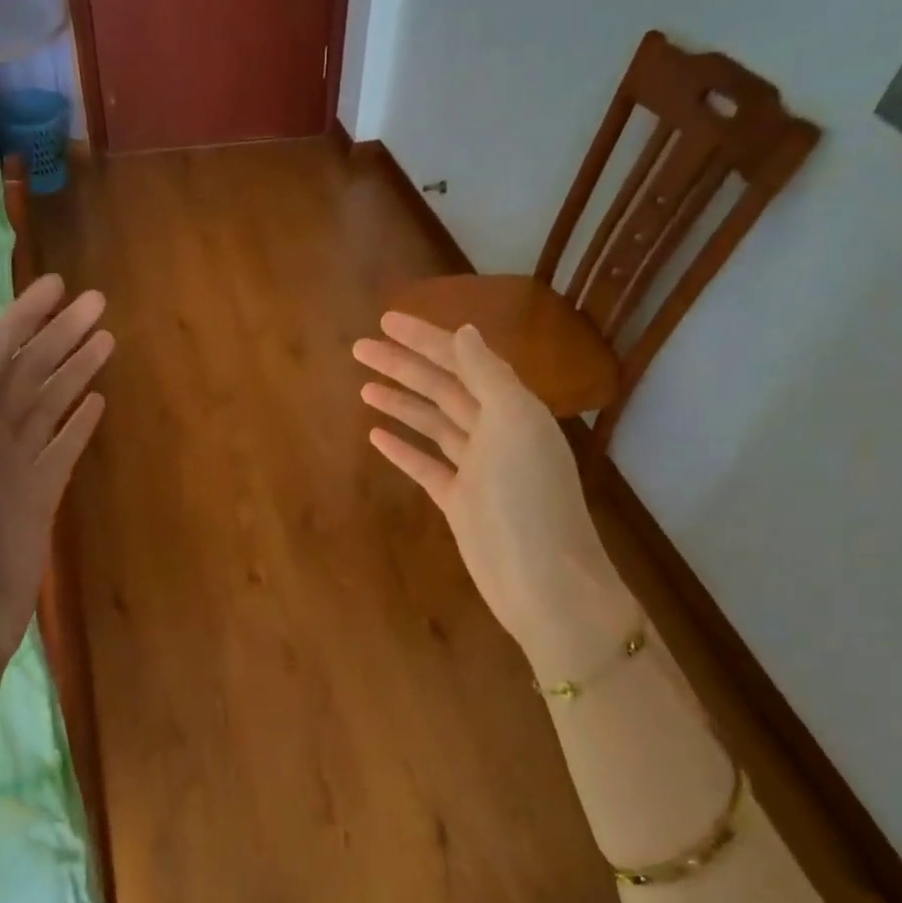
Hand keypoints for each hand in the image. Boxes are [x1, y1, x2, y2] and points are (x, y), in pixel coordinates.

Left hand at [0, 274, 111, 665]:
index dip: (23, 317)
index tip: (58, 285)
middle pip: (28, 372)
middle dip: (59, 335)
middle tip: (99, 305)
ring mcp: (16, 465)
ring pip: (49, 404)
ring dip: (74, 371)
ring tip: (107, 340)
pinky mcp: (40, 494)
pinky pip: (62, 446)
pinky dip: (78, 421)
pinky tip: (97, 400)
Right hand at [353, 313, 621, 667]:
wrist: (542, 582)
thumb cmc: (528, 500)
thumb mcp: (512, 426)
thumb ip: (487, 377)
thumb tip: (465, 331)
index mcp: (512, 408)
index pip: (463, 360)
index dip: (425, 338)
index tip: (385, 320)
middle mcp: (495, 431)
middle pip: (442, 388)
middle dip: (403, 366)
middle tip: (359, 348)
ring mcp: (477, 467)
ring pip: (433, 424)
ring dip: (401, 403)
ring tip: (364, 386)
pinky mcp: (461, 501)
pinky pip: (427, 465)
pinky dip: (404, 449)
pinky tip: (377, 436)